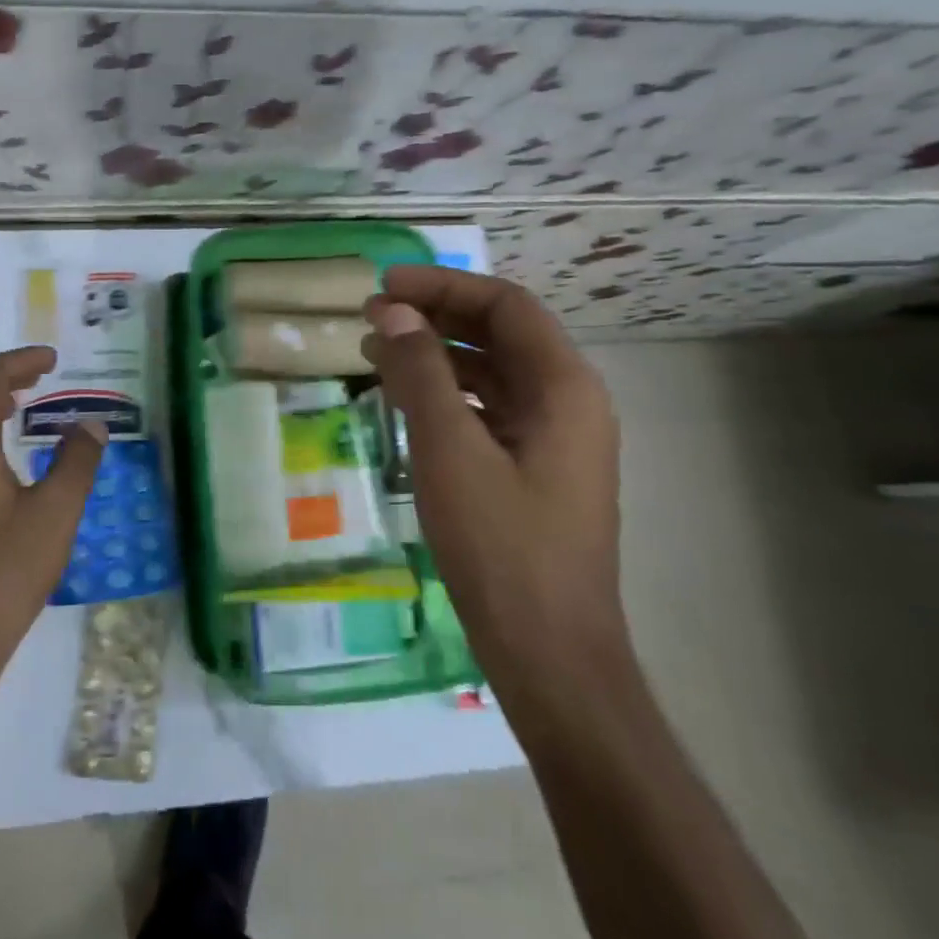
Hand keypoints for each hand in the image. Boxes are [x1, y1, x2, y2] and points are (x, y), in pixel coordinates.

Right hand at [361, 266, 626, 704]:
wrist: (547, 652)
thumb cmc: (501, 546)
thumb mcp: (450, 449)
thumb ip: (421, 372)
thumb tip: (391, 312)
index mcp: (564, 386)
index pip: (504, 305)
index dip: (442, 286)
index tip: (383, 287)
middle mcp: (568, 401)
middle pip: (499, 334)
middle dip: (434, 317)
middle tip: (370, 316)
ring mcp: (553, 438)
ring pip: (490, 373)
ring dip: (435, 355)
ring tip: (374, 352)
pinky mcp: (533, 469)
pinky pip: (487, 410)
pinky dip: (445, 394)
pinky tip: (403, 401)